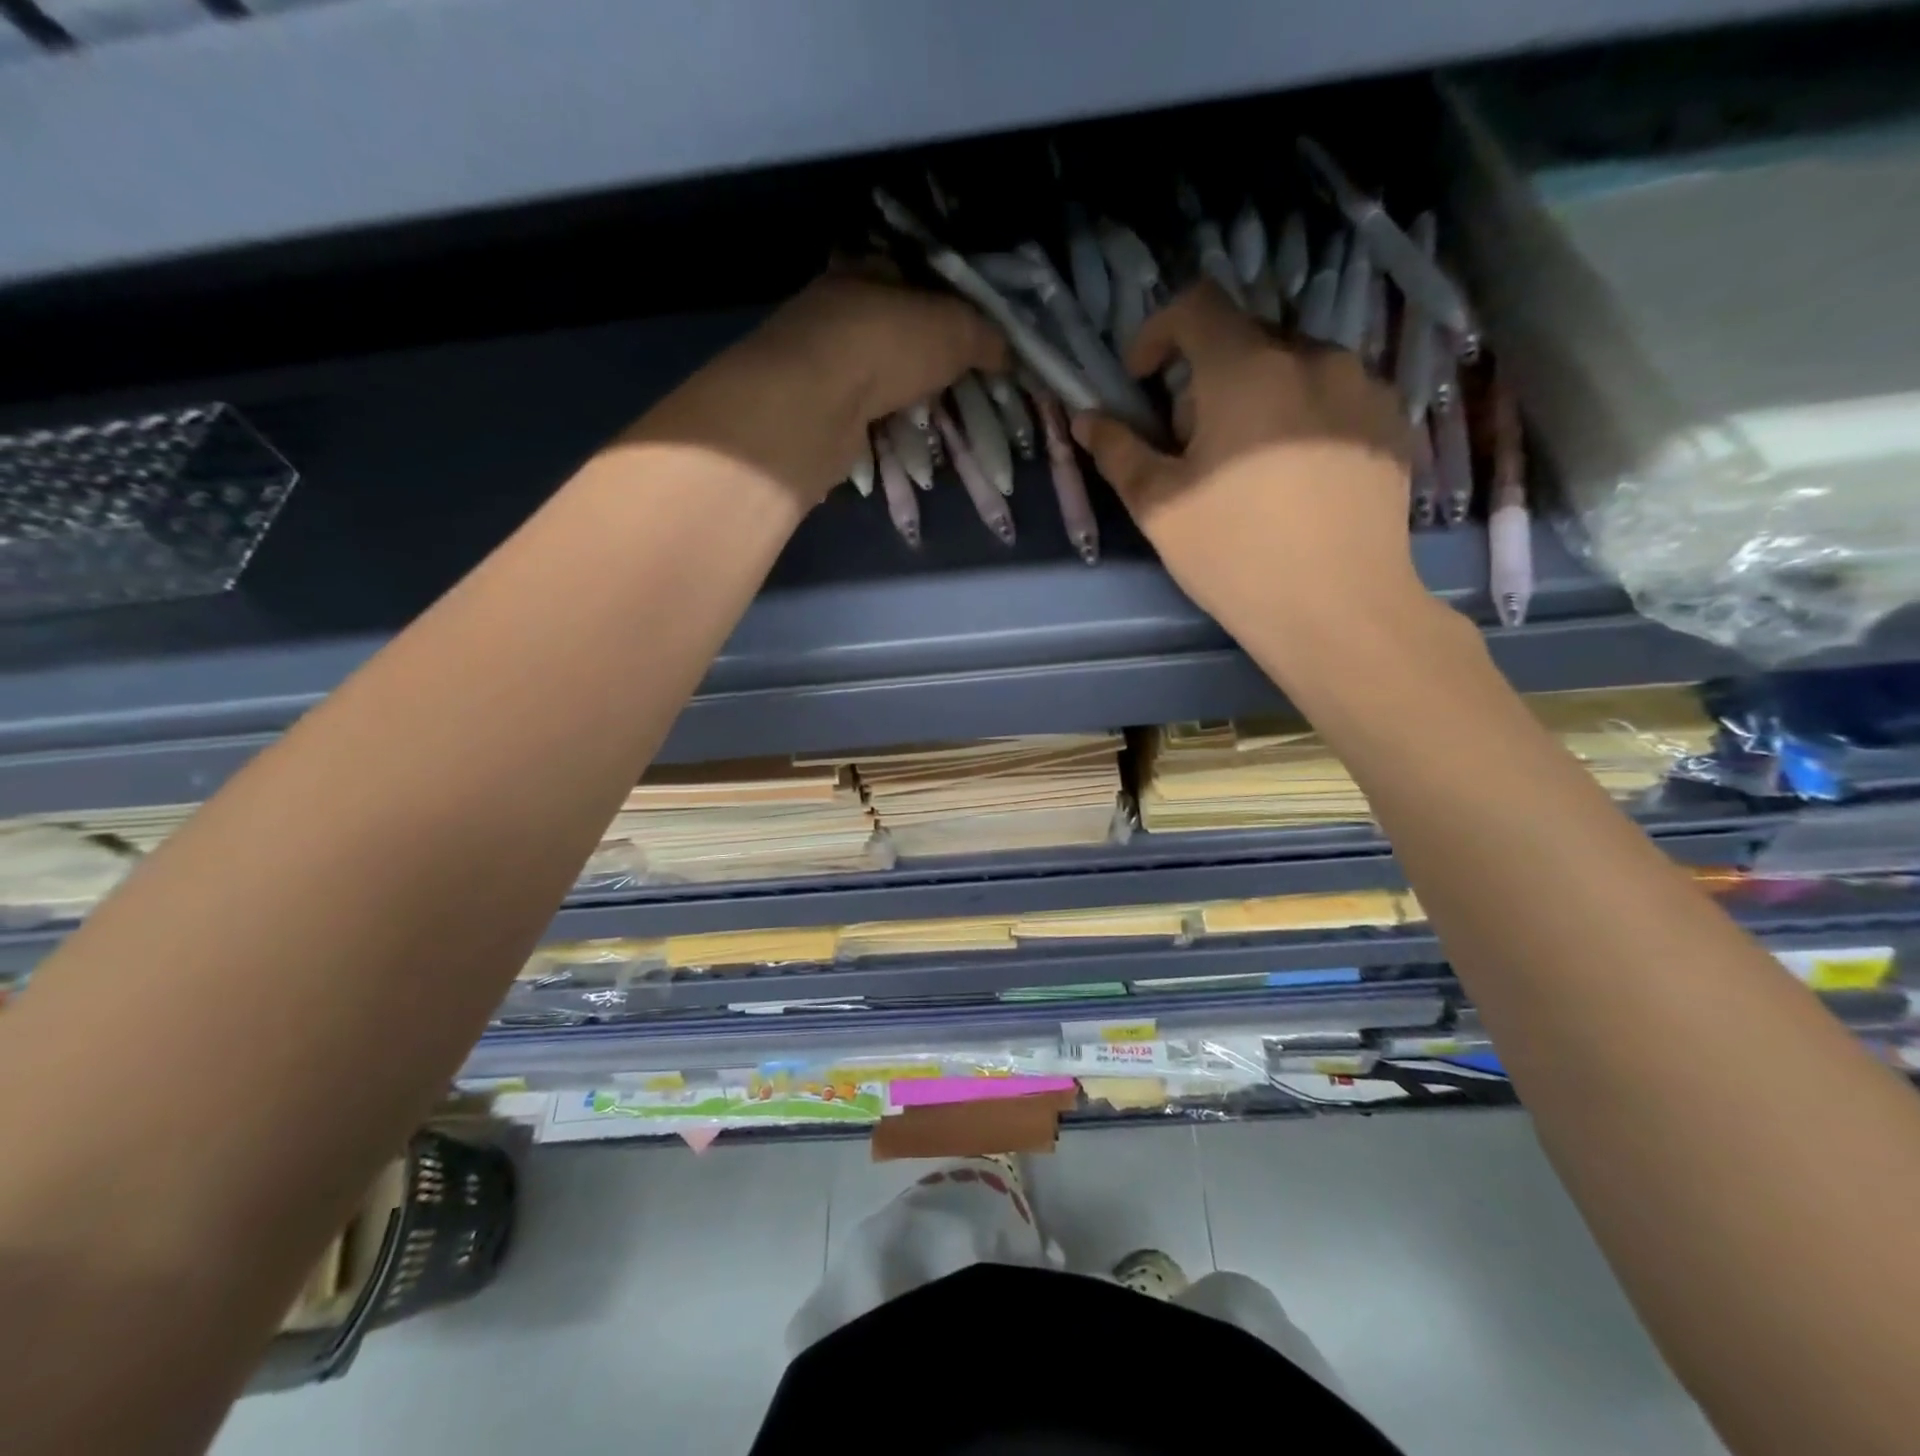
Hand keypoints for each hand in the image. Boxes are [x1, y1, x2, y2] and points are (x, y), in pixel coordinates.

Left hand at [630, 268, 1005, 503]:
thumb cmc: (885, 345)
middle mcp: (835, 312)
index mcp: (864, 272)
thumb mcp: (953, 330)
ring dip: (905, 398)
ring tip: (942, 420)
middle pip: (893, 331)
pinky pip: (862, 418)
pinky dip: (884, 429)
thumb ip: (984, 337)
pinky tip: (908, 443)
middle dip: (926, 359)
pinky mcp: (815, 412)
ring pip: (876, 378)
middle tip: (963, 385)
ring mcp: (820, 365)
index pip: (911, 277)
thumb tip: (1009, 352)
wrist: (815, 405)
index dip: (946, 303)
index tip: (975, 337)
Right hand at [1073, 283, 1421, 649]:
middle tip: (1191, 448)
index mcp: (1247, 370)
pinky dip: (1301, 417)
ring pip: (1292, 368)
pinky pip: (1334, 396)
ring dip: (1255, 399)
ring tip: (1248, 468)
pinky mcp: (1392, 422)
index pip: (1197, 305)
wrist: (1339, 609)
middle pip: (1243, 341)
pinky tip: (1296, 478)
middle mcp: (1313, 357)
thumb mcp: (1159, 507)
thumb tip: (1087, 418)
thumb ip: (1118, 451)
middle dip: (1204, 382)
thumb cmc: (1235, 555)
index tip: (1142, 381)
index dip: (1158, 332)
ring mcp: (1363, 387)